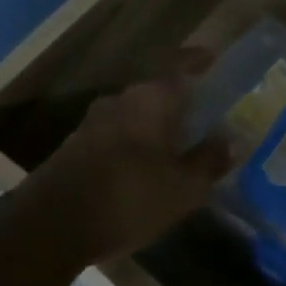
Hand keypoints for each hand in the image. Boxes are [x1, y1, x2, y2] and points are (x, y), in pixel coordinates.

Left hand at [0, 48, 233, 271]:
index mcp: (150, 100)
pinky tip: (143, 168)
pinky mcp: (74, 149)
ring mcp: (92, 124)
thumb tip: (236, 139)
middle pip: (156, 92)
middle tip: (202, 115)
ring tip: (175, 144)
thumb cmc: (128, 198)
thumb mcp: (183, 187)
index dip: (198, 61)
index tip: (213, 58)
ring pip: (134, 115)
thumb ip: (210, 160)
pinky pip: (115, 136)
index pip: (180, 67)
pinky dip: (134, 144)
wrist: (48, 228)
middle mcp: (120, 101)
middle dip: (179, 101)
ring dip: (154, 126)